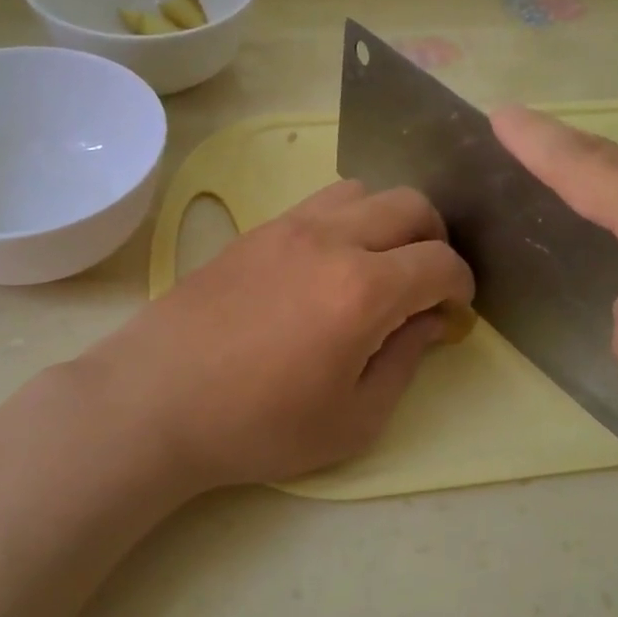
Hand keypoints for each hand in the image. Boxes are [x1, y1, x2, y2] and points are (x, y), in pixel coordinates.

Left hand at [79, 181, 473, 493]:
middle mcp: (332, 240)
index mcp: (363, 289)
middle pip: (411, 205)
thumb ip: (404, 362)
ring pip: (363, 191)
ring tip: (379, 266)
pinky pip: (319, 202)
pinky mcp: (256, 231)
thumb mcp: (352, 420)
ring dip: (388, 221)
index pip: (440, 262)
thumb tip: (429, 322)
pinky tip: (329, 264)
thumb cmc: (258, 425)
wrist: (156, 400)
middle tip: (425, 283)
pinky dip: (346, 220)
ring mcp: (289, 227)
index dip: (461, 286)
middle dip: (435, 239)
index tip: (454, 311)